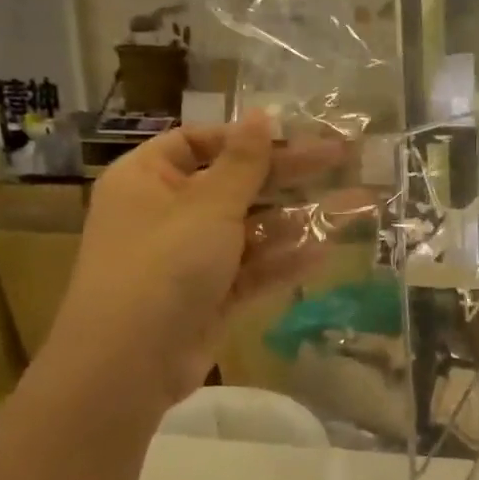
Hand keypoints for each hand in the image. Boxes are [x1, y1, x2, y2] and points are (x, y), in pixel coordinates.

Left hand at [43, 113, 348, 406]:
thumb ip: (244, 162)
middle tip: (340, 159)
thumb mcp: (208, 205)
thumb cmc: (164, 266)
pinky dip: (283, 261)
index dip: (246, 139)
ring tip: (348, 207)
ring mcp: (188, 257)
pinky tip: (324, 253)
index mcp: (148, 179)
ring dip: (294, 220)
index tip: (294, 137)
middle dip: (287, 177)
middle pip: (234, 184)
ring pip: (249, 229)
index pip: (198, 142)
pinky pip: (251, 269)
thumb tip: (261, 115)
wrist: (129, 364)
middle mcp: (166, 213)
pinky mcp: (209, 295)